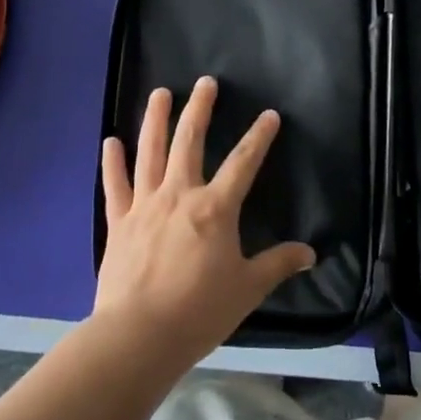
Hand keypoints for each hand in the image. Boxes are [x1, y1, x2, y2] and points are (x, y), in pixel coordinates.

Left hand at [93, 77, 315, 372]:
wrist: (138, 337)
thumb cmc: (200, 311)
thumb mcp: (248, 289)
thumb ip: (278, 265)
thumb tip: (310, 254)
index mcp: (215, 208)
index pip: (243, 162)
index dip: (259, 136)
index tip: (269, 115)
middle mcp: (179, 194)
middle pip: (189, 140)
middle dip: (200, 108)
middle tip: (205, 82)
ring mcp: (145, 205)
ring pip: (150, 152)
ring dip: (155, 119)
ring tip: (159, 93)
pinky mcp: (119, 222)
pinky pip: (115, 186)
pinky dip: (112, 162)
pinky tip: (110, 141)